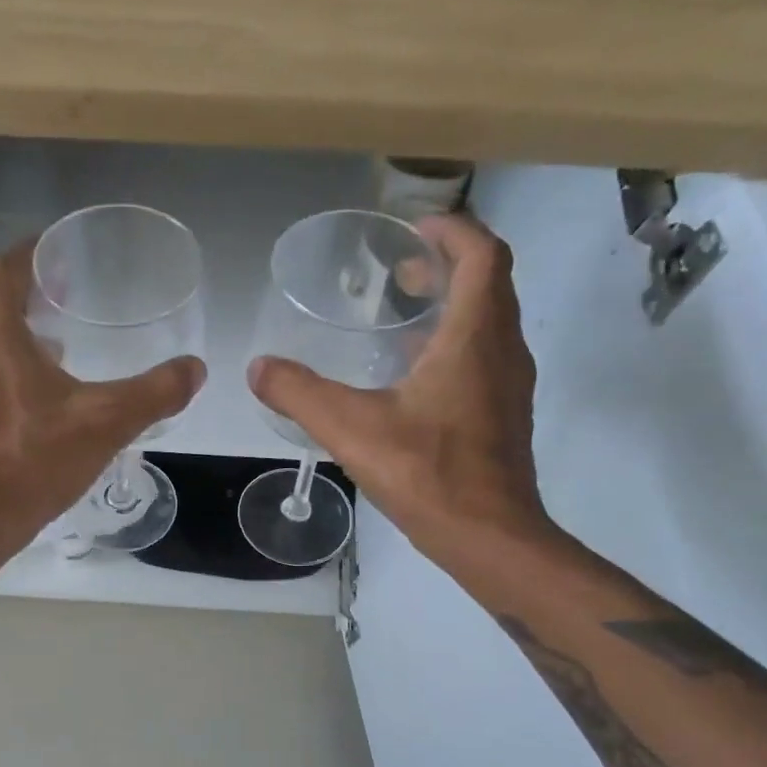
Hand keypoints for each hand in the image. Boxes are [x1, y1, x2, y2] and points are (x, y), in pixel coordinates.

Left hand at [0, 241, 205, 547]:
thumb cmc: (31, 460)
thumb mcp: (104, 422)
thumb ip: (154, 392)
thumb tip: (196, 368)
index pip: (4, 269)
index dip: (32, 253)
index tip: (60, 251)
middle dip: (31, 298)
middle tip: (71, 299)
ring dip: (19, 340)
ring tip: (61, 350)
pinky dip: (6, 374)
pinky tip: (37, 403)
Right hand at [247, 211, 551, 562]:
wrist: (490, 537)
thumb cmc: (429, 473)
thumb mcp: (351, 429)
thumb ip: (299, 394)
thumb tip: (257, 369)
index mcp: (474, 336)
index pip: (483, 255)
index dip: (453, 230)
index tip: (413, 229)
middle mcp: (502, 350)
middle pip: (489, 282)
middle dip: (447, 264)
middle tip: (398, 271)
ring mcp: (509, 384)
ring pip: (489, 321)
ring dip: (452, 304)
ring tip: (401, 314)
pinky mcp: (504, 414)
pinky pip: (485, 355)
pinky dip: (454, 342)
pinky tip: (411, 375)